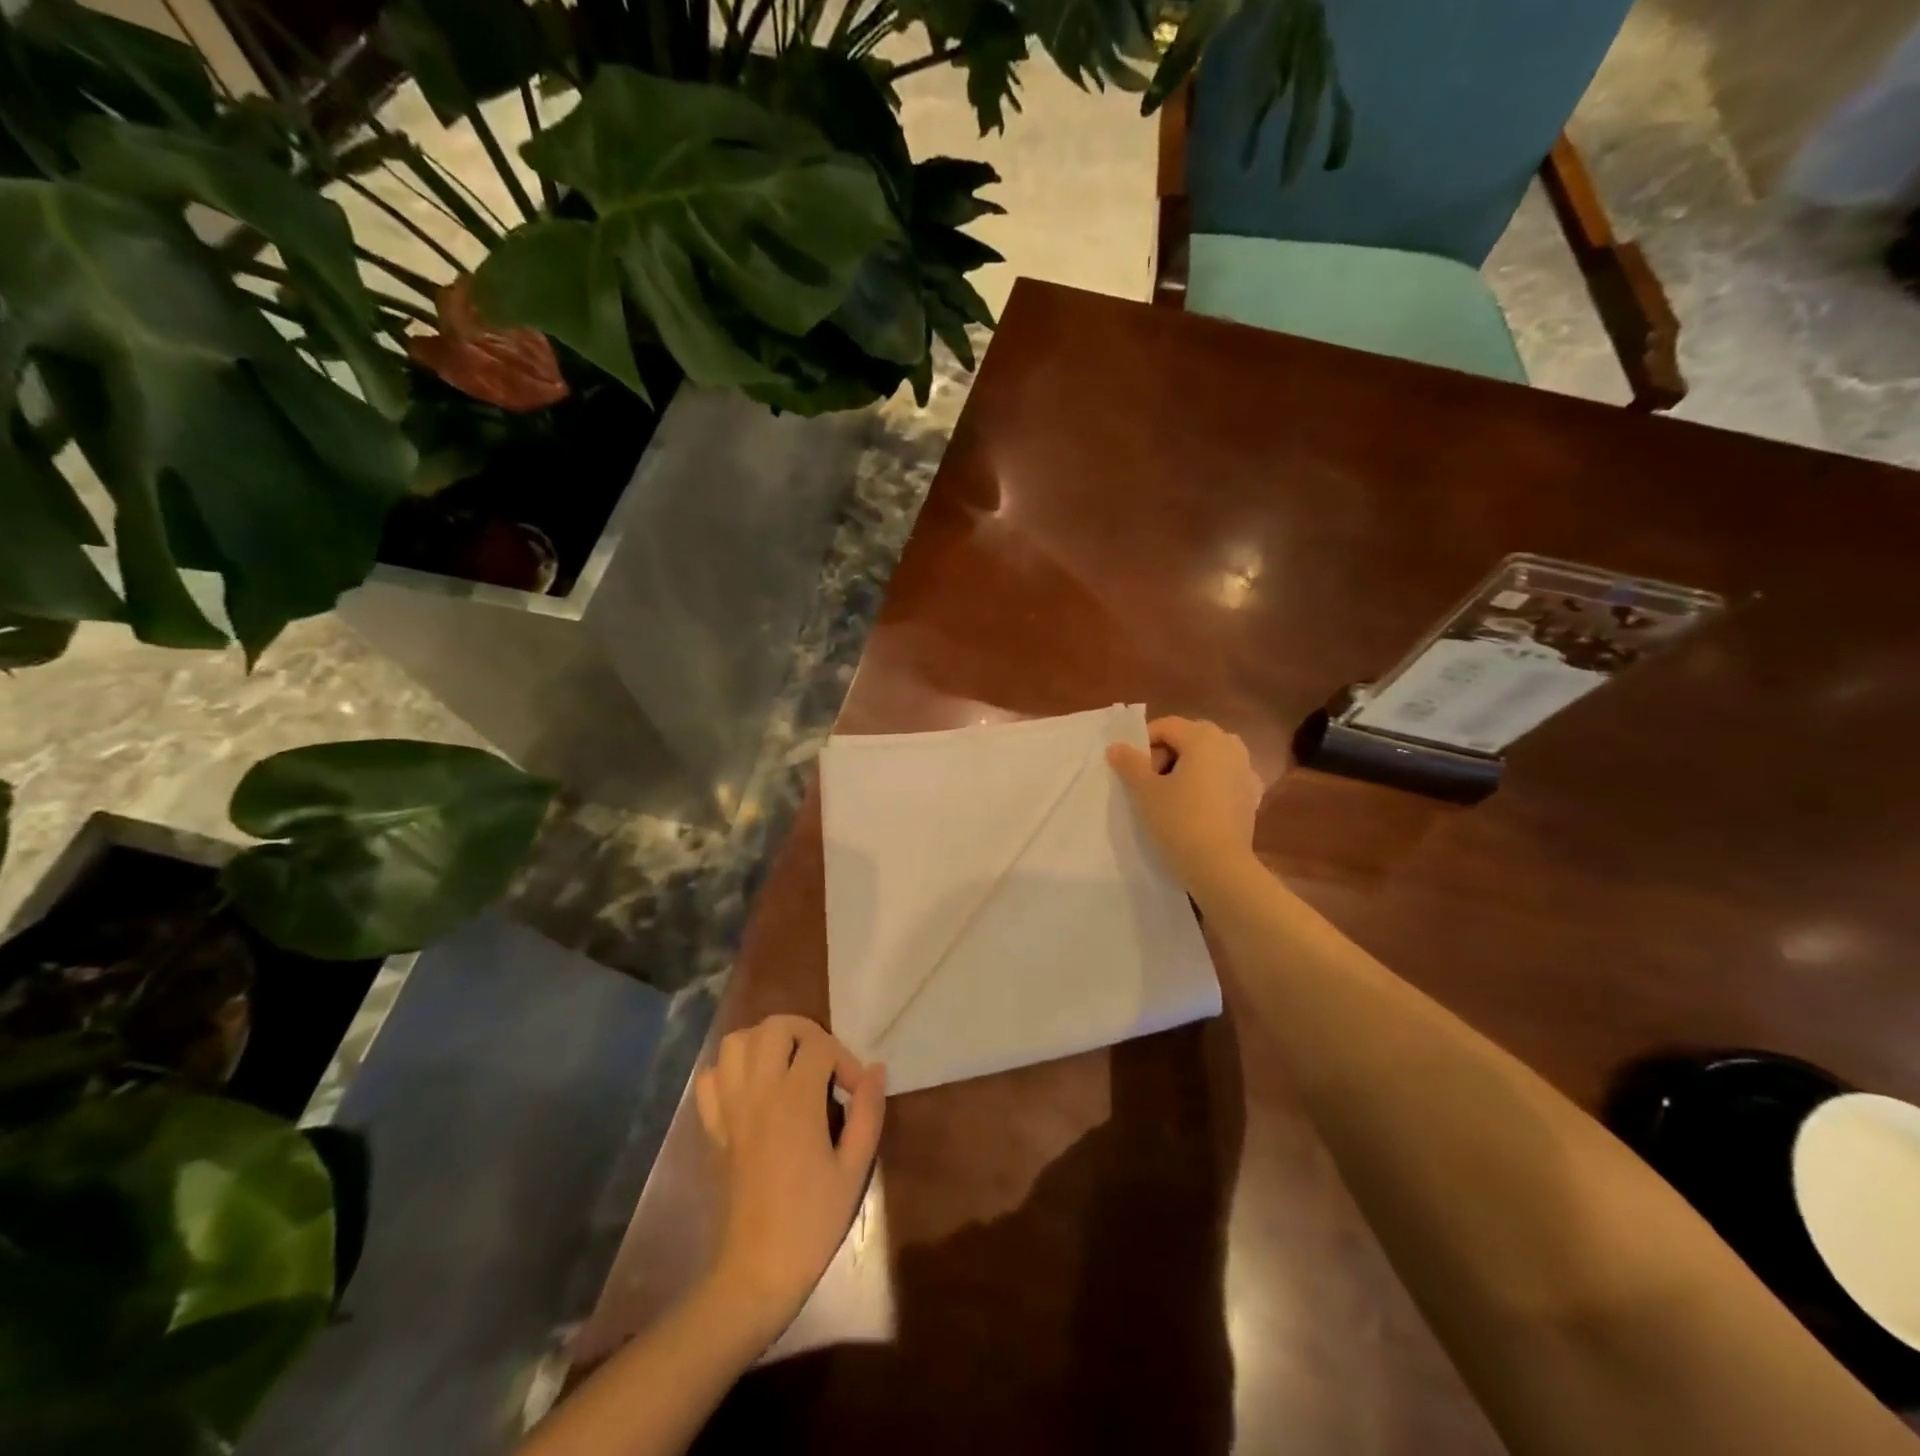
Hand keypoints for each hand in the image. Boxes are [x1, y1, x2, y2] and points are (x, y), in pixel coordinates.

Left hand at [694, 1015, 885, 1341]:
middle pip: (774, 1026)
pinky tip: (752, 1088)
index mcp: (795, 1100)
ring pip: (736, 1042)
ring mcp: (730, 1108)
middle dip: (805, 1033)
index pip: (820, 1046)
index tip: (856, 1092)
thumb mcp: (854, 1168)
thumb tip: (876, 1069)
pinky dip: (729, 1070)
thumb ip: (868, 1112)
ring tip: (787, 1065)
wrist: (756, 1271)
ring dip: (764, 1042)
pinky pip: (710, 1079)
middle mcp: (758, 1092)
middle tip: (823, 1063)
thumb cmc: (813, 1221)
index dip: (845, 1060)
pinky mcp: (713, 1128)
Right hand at [1107, 716, 1262, 892]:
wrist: (1219, 865)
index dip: (1143, 745)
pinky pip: (1223, 779)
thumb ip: (1129, 763)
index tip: (1132, 771)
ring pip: (1208, 758)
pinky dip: (1207, 785)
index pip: (1165, 726)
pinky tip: (1196, 807)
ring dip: (1187, 769)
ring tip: (1171, 797)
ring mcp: (1245, 769)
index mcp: (1203, 737)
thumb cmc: (1178, 820)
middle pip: (1189, 738)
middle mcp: (1229, 744)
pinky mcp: (1251, 795)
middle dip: (1166, 755)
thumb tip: (1116, 747)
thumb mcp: (1145, 791)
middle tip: (1149, 784)